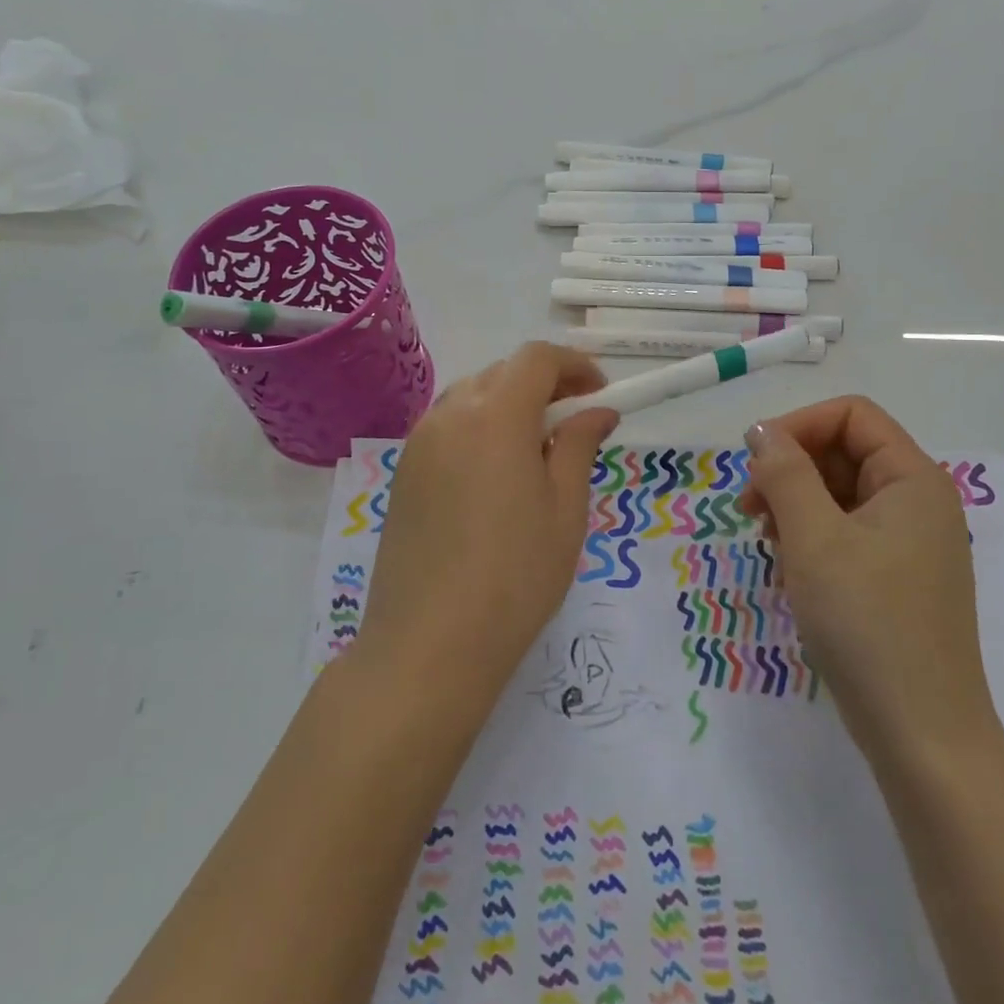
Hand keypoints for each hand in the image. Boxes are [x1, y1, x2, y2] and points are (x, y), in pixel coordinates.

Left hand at [357, 343, 618, 718]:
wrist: (427, 645)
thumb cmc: (514, 576)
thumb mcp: (565, 509)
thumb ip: (579, 446)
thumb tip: (597, 411)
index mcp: (495, 416)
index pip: (537, 359)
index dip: (574, 365)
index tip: (599, 391)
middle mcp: (449, 415)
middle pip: (502, 372)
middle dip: (543, 383)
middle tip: (574, 420)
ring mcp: (419, 443)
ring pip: (471, 396)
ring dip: (509, 403)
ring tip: (536, 448)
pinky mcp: (403, 473)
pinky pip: (447, 427)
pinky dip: (479, 428)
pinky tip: (495, 473)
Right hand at [738, 396, 998, 757]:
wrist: (922, 737)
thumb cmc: (867, 624)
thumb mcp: (814, 539)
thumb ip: (785, 473)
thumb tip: (762, 431)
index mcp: (913, 479)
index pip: (852, 416)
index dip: (799, 426)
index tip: (754, 463)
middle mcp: (917, 501)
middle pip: (845, 452)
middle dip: (791, 469)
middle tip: (750, 509)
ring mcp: (909, 543)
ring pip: (841, 493)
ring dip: (796, 504)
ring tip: (768, 542)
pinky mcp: (896, 578)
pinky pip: (847, 531)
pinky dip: (812, 537)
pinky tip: (790, 568)